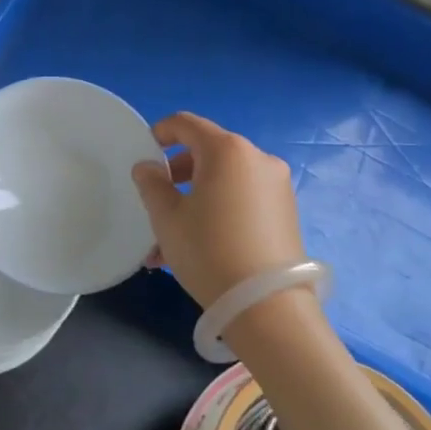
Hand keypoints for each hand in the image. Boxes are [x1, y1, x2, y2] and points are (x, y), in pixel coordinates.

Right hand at [132, 113, 307, 309]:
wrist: (266, 306)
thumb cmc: (208, 250)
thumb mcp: (167, 217)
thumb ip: (151, 183)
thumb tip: (148, 167)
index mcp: (227, 150)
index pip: (186, 124)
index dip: (160, 132)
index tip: (144, 154)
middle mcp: (257, 159)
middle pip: (207, 153)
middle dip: (177, 175)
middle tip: (156, 204)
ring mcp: (276, 185)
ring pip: (223, 181)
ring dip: (194, 200)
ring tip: (169, 241)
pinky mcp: (286, 212)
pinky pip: (241, 199)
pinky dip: (218, 211)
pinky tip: (198, 247)